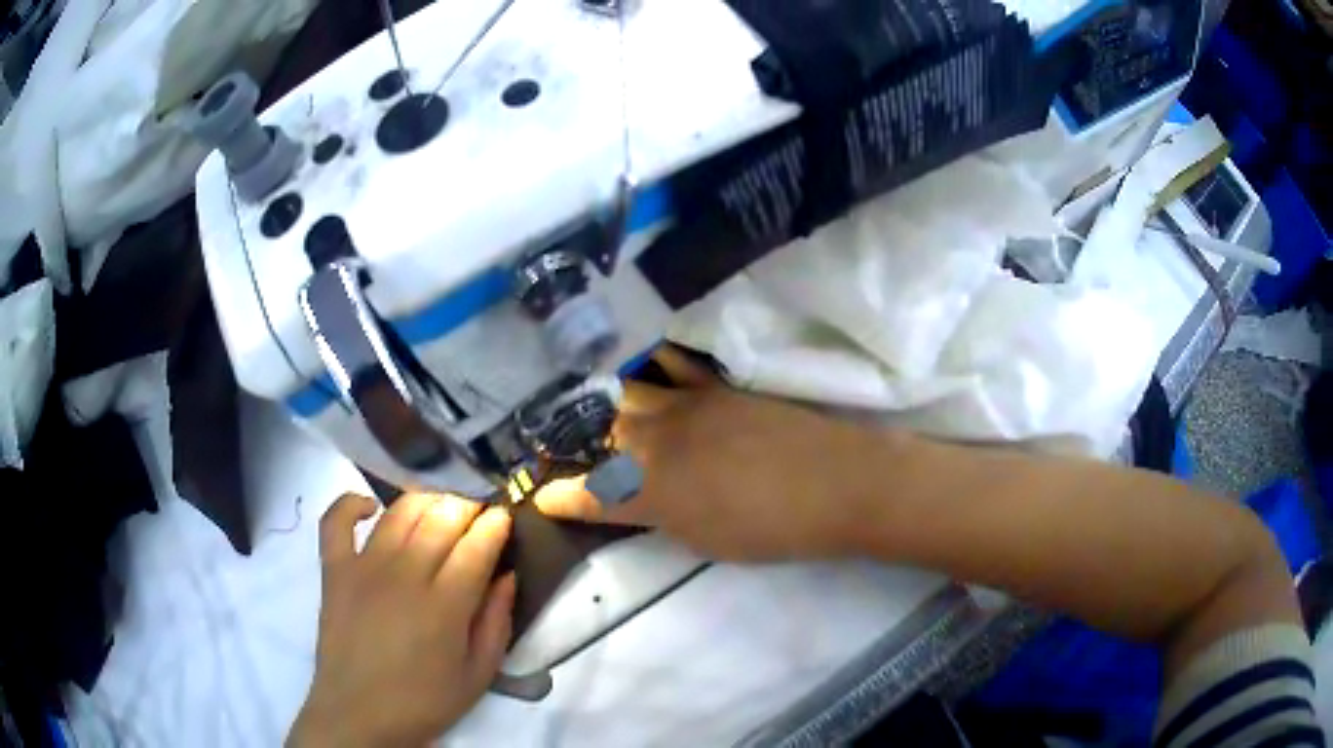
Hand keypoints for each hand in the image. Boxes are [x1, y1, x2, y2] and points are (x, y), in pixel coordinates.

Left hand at [288, 493, 514, 747]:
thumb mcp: (478, 675)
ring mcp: (363, 567)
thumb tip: (507, 575)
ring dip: (425, 500)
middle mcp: (404, 575)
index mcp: (445, 606)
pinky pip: (337, 520)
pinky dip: (351, 503)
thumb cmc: (424, 701)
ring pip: (398, 512)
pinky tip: (370, 507)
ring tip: (439, 508)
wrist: (359, 714)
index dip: (495, 524)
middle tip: (477, 512)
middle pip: (441, 519)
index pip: (476, 545)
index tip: (505, 516)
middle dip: (467, 506)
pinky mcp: (333, 569)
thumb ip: (497, 623)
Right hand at [535, 347, 878, 560]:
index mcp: (649, 492)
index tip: (540, 497)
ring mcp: (685, 407)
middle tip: (556, 442)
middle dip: (572, 441)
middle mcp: (655, 443)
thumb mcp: (704, 541)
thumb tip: (644, 500)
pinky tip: (641, 362)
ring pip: (625, 395)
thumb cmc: (770, 531)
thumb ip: (664, 516)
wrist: (833, 485)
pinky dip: (652, 364)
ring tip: (587, 403)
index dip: (559, 497)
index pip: (588, 495)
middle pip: (599, 433)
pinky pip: (673, 365)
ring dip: (603, 402)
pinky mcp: (715, 388)